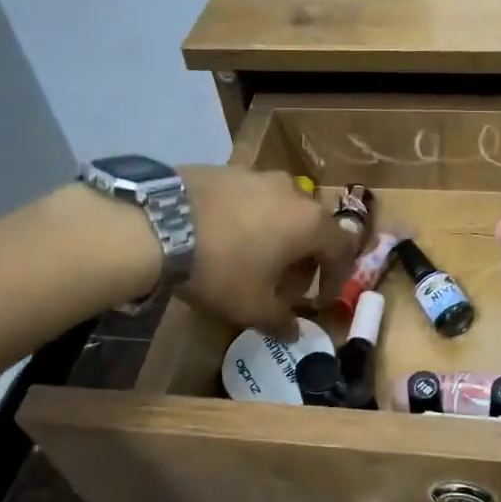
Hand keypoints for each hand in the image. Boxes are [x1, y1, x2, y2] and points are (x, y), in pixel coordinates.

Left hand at [181, 167, 356, 335]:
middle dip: (304, 256)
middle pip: (312, 226)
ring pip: (281, 209)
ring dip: (277, 234)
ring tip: (254, 258)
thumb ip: (281, 321)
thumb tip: (294, 332)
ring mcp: (258, 175)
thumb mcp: (252, 307)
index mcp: (311, 223)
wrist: (159, 225)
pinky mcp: (226, 168)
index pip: (341, 249)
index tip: (319, 299)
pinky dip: (249, 218)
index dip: (335, 277)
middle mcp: (293, 192)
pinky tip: (225, 237)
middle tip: (285, 283)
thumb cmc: (221, 270)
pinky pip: (250, 198)